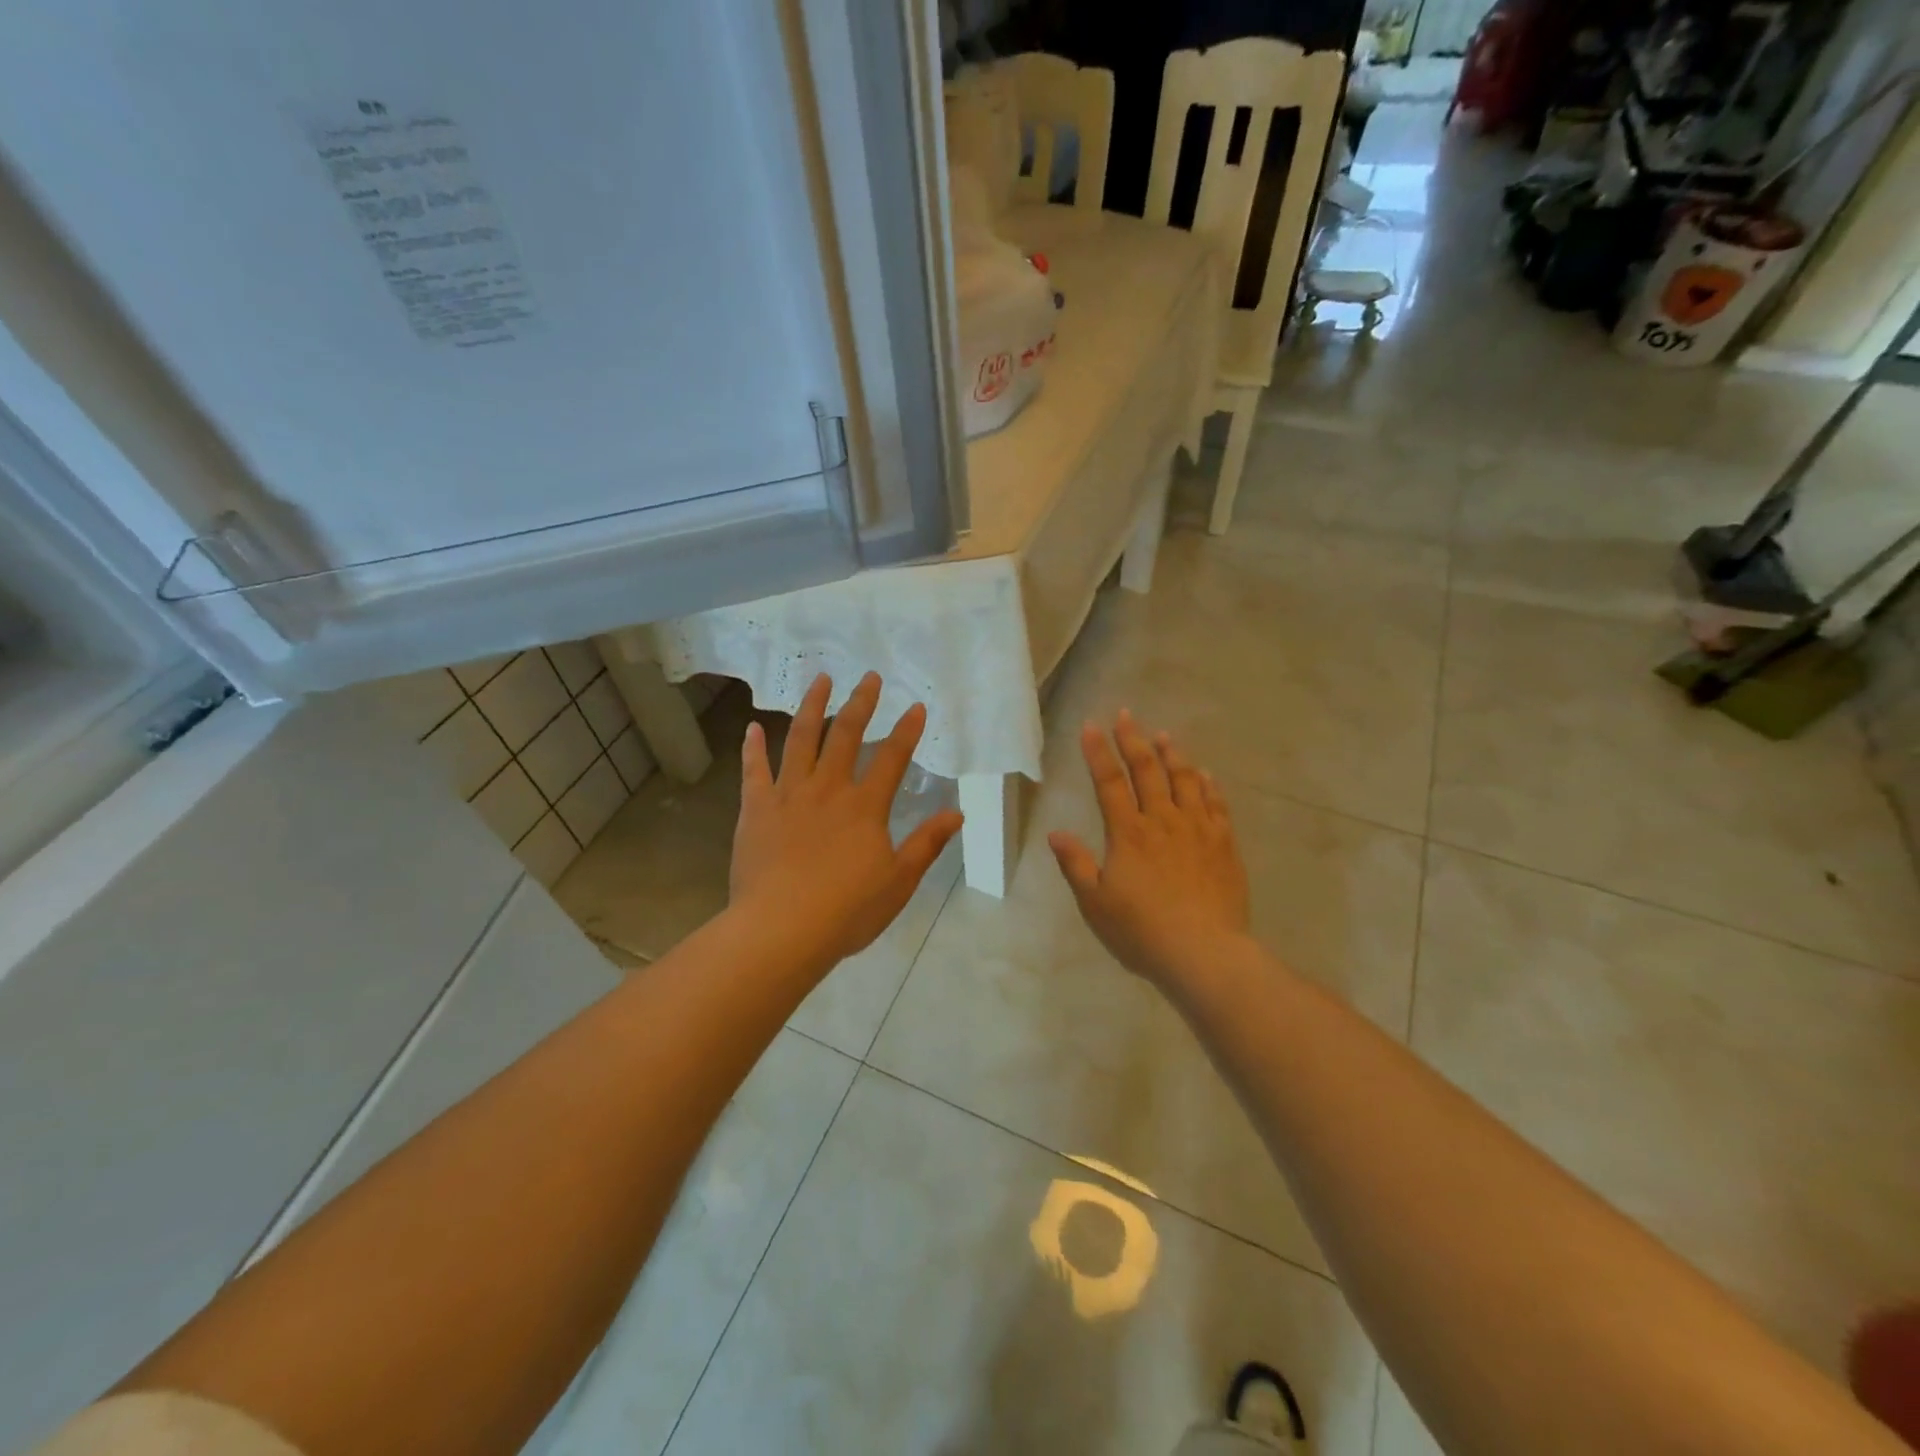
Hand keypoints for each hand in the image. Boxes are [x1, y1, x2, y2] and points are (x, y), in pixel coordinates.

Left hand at [729, 671, 964, 973]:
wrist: (781, 929)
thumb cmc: (846, 910)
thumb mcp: (899, 882)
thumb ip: (926, 844)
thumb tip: (956, 813)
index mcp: (865, 806)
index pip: (892, 758)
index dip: (907, 731)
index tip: (917, 707)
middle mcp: (828, 789)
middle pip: (846, 735)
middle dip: (861, 703)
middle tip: (870, 677)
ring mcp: (788, 795)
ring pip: (800, 739)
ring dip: (812, 707)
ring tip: (820, 680)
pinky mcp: (756, 809)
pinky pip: (754, 771)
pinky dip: (753, 748)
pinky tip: (751, 727)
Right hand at [1048, 711, 1250, 990]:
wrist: (1204, 953)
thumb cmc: (1142, 931)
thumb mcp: (1096, 903)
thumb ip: (1076, 864)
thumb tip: (1056, 833)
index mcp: (1128, 833)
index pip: (1109, 782)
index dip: (1098, 752)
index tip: (1091, 726)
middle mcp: (1163, 821)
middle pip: (1147, 771)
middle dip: (1134, 740)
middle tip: (1126, 715)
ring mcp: (1198, 830)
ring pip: (1184, 780)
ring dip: (1172, 755)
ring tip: (1164, 735)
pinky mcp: (1224, 844)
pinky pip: (1216, 804)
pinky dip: (1208, 785)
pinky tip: (1205, 774)